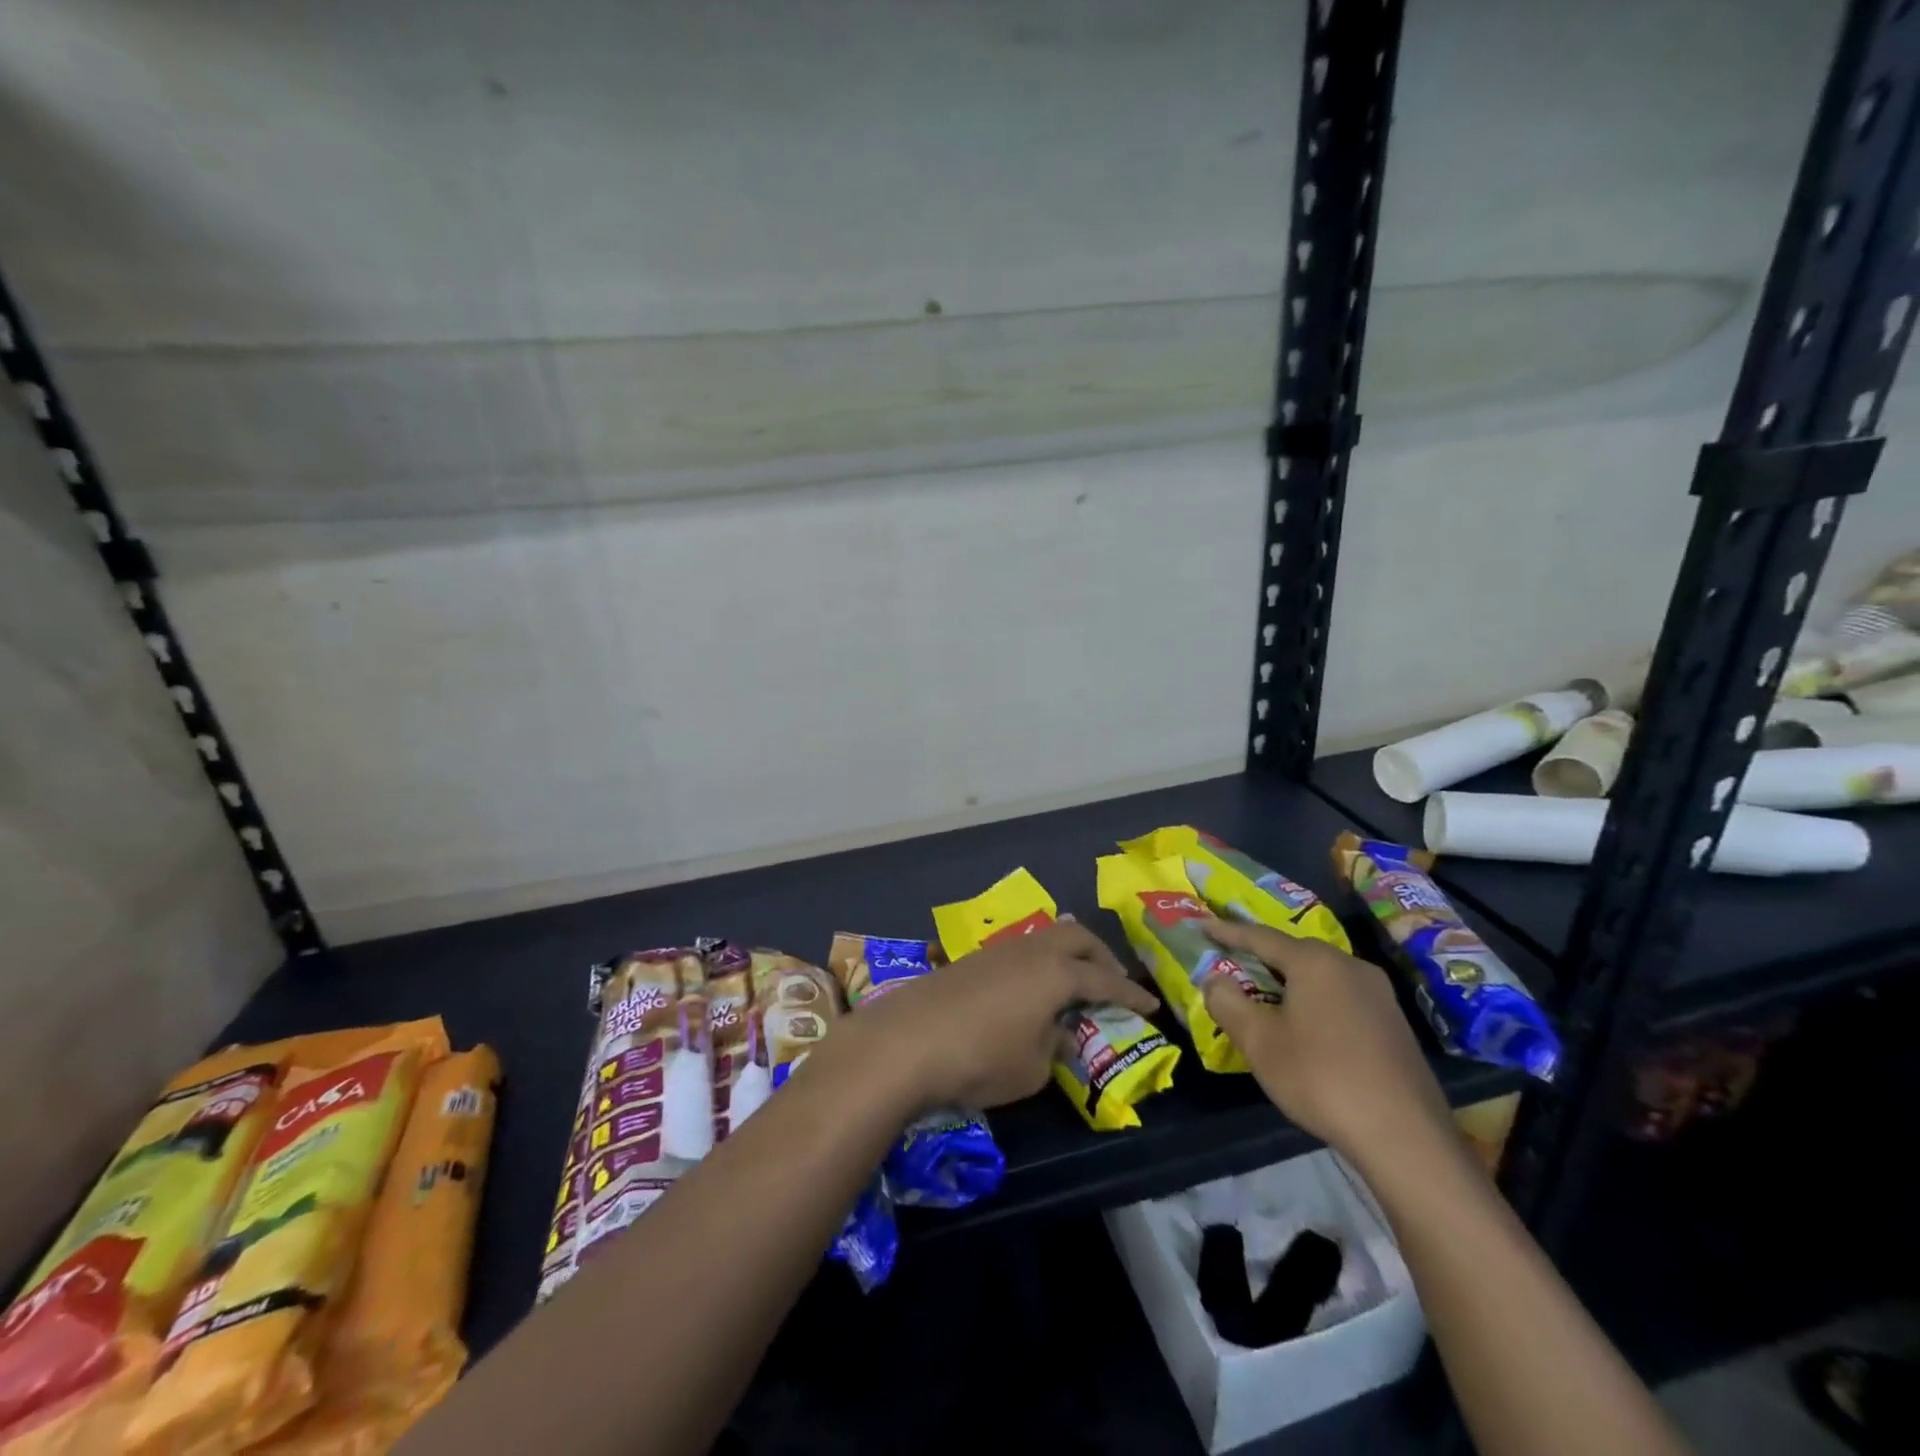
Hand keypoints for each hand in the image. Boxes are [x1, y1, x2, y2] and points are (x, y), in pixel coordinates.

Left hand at [828, 921, 1158, 1111]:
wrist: (906, 1040)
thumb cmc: (981, 1058)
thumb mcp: (1032, 1067)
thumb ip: (1055, 1045)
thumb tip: (1060, 1030)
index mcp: (1057, 973)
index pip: (1105, 980)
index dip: (1131, 994)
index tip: (1150, 1006)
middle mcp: (1031, 951)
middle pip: (1076, 938)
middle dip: (1100, 958)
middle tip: (1112, 983)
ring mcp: (998, 950)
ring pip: (1046, 938)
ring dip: (1067, 956)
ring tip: (1073, 984)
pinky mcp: (971, 959)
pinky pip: (1021, 951)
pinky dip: (1039, 964)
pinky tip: (1031, 991)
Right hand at [1200, 918, 1456, 1171]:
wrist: (1405, 1136)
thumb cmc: (1320, 1077)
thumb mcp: (1259, 1041)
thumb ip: (1228, 1002)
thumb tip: (1214, 978)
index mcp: (1315, 962)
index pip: (1261, 936)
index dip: (1227, 931)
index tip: (1201, 924)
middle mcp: (1350, 966)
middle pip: (1294, 952)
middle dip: (1260, 955)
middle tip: (1231, 959)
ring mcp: (1379, 995)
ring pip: (1320, 976)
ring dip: (1288, 981)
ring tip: (1263, 993)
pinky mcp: (1394, 1024)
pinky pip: (1341, 997)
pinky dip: (1314, 1000)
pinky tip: (1304, 1025)